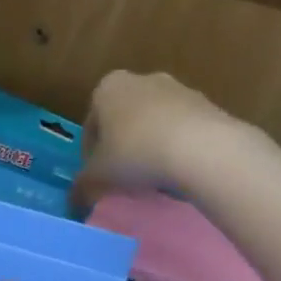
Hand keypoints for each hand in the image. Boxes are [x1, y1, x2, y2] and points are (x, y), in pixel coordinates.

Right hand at [74, 70, 241, 205]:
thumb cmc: (136, 154)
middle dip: (121, 149)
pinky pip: (181, 129)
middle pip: (123, 121)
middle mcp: (141, 79)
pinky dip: (175, 147)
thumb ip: (82, 187)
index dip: (90, 156)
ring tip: (152, 180)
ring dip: (149, 147)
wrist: (202, 148)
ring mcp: (178, 89)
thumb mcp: (98, 176)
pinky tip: (178, 172)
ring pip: (153, 124)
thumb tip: (74, 200)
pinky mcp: (207, 104)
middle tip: (123, 180)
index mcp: (107, 88)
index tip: (97, 179)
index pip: (90, 125)